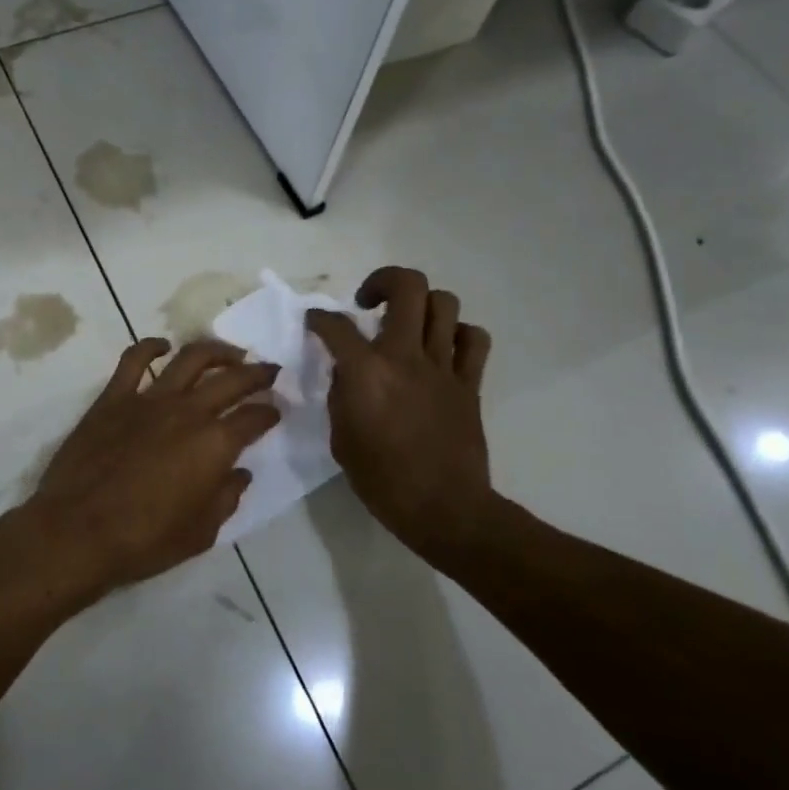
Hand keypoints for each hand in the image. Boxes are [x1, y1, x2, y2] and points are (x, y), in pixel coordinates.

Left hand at [5, 338, 280, 609]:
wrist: (78, 531)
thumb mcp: (201, 533)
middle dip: (256, 373)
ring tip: (229, 353)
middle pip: (231, 379)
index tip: (275, 411)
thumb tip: (239, 474)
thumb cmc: (144, 540)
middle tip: (268, 370)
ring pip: (190, 358)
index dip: (269, 413)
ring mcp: (149, 399)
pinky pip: (133, 360)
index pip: (254, 419)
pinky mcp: (113, 398)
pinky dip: (150, 346)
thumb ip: (226, 498)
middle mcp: (188, 412)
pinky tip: (162, 346)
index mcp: (215, 445)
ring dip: (216, 351)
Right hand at [306, 266, 503, 564]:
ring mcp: (443, 366)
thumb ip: (340, 395)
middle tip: (369, 302)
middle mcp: (405, 356)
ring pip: (444, 303)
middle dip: (383, 281)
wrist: (443, 509)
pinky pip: (473, 339)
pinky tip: (442, 348)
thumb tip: (346, 371)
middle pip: (407, 286)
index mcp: (366, 372)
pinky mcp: (469, 382)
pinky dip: (458, 334)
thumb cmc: (382, 480)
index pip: (335, 325)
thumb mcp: (341, 438)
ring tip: (407, 324)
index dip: (318, 317)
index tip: (315, 321)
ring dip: (421, 305)